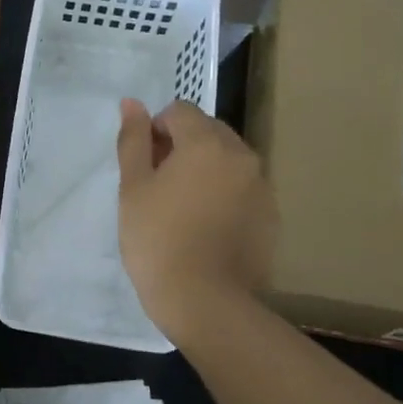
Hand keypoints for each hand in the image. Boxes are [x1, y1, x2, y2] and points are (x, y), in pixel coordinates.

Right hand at [115, 99, 277, 344]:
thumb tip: (132, 103)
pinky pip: (242, 189)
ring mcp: (262, 186)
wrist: (204, 300)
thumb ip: (133, 140)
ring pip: (227, 161)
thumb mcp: (133, 188)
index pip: (179, 111)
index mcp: (207, 142)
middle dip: (182, 148)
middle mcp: (242, 155)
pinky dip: (223, 195)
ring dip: (204, 170)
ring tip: (183, 210)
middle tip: (159, 188)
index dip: (156, 132)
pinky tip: (205, 228)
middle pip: (207, 132)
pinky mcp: (271, 215)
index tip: (144, 167)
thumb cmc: (157, 240)